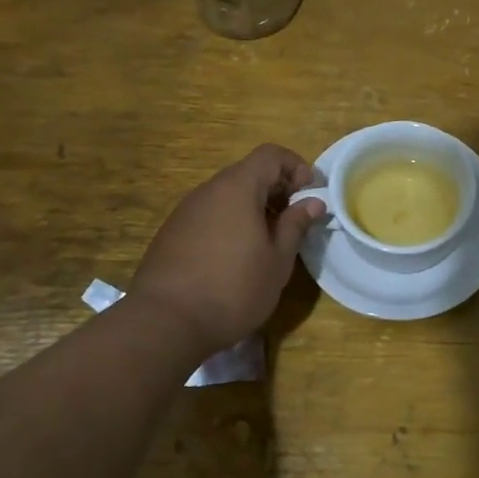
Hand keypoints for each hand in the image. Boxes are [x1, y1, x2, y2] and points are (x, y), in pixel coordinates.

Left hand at [130, 145, 324, 353]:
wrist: (165, 322)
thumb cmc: (233, 289)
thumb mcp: (277, 260)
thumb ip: (296, 225)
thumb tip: (313, 202)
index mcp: (237, 188)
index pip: (271, 155)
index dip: (296, 167)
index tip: (310, 194)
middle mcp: (208, 190)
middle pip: (248, 173)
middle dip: (276, 189)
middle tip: (293, 221)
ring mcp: (185, 211)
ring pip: (227, 195)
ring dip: (252, 208)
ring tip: (267, 242)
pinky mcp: (171, 233)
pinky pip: (209, 215)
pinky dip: (230, 223)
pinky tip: (235, 258)